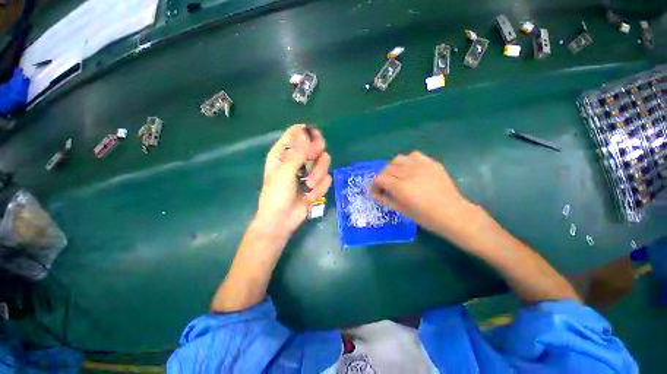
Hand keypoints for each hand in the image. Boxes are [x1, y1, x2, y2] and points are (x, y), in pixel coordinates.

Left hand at [255, 124, 331, 236]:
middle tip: (313, 161)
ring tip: (309, 186)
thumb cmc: (277, 195)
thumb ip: (297, 153)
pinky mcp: (317, 183)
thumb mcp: (285, 172)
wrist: (282, 220)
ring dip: (319, 174)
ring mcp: (309, 171)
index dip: (307, 134)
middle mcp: (298, 158)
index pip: (297, 133)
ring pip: (324, 161)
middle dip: (317, 155)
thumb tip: (306, 132)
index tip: (313, 141)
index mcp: (284, 153)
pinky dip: (320, 188)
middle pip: (316, 145)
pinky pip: (327, 178)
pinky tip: (311, 196)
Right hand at [370, 151, 477, 237]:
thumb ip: (385, 200)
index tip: (375, 190)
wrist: (453, 214)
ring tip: (396, 176)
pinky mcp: (432, 163)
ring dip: (393, 167)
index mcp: (401, 188)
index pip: (379, 178)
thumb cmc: (426, 217)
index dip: (373, 184)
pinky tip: (410, 169)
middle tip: (385, 186)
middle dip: (382, 177)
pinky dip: (408, 161)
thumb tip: (373, 193)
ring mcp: (422, 166)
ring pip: (398, 159)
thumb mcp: (402, 211)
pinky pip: (414, 155)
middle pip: (387, 168)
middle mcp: (410, 173)